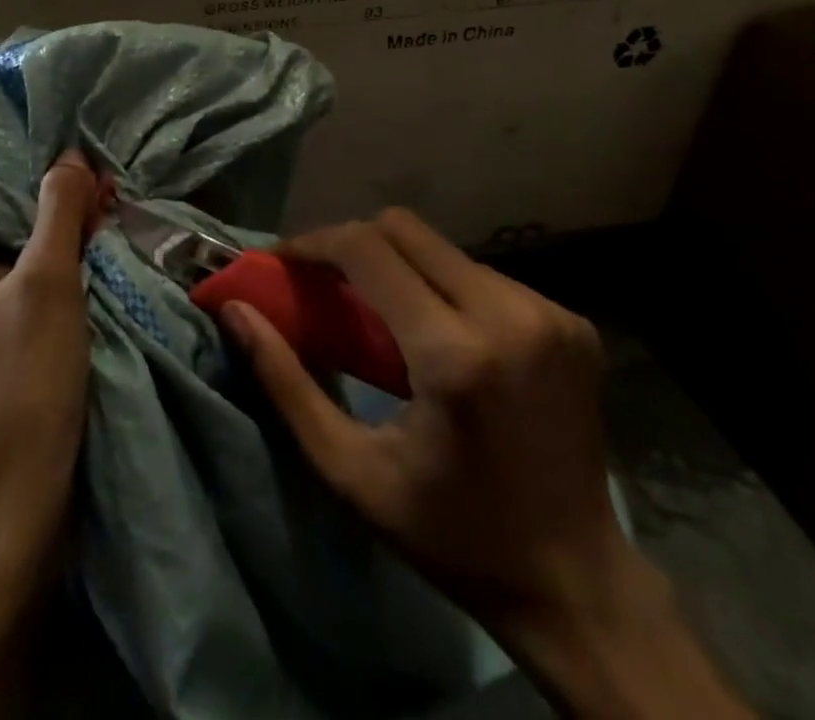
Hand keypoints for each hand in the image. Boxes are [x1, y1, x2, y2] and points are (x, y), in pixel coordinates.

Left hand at [0, 149, 99, 578]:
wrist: (10, 509)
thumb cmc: (21, 382)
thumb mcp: (48, 283)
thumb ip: (57, 210)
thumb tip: (67, 155)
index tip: (34, 159)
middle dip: (16, 210)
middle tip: (68, 190)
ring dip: (21, 246)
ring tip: (72, 225)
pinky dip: (12, 282)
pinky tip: (57, 276)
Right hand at [221, 209, 749, 718]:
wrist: (578, 584)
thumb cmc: (451, 535)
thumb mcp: (350, 471)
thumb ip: (285, 383)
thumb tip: (236, 311)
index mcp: (455, 354)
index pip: (367, 249)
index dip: (315, 242)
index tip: (283, 259)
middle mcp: (510, 314)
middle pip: (406, 229)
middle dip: (353, 243)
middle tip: (324, 281)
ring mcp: (551, 313)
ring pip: (444, 249)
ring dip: (400, 266)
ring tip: (379, 312)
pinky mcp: (573, 322)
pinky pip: (484, 275)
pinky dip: (445, 288)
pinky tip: (438, 333)